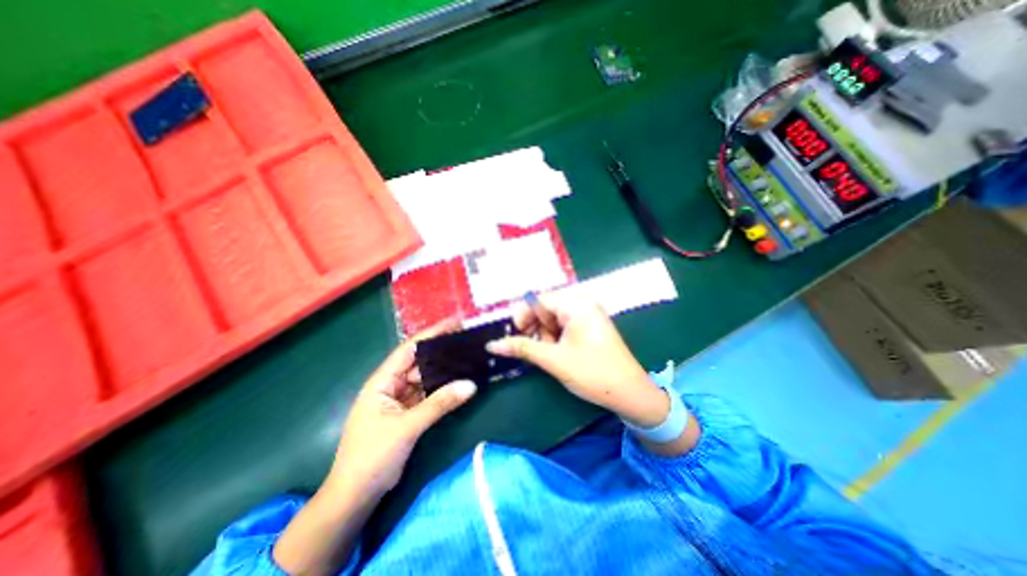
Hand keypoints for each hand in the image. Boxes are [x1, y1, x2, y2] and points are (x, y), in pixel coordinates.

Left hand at [328, 319, 478, 499]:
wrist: (355, 496)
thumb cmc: (372, 456)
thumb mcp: (407, 427)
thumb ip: (440, 404)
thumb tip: (471, 385)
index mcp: (382, 381)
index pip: (410, 349)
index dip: (432, 333)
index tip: (455, 322)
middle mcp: (391, 385)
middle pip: (420, 361)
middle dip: (442, 350)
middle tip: (467, 340)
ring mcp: (400, 399)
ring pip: (426, 378)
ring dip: (444, 370)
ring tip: (467, 357)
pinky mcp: (408, 412)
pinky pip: (428, 394)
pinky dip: (442, 388)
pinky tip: (458, 383)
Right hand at [484, 300, 670, 428]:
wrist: (630, 394)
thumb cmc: (592, 373)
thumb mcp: (553, 360)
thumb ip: (522, 348)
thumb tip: (492, 344)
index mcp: (576, 305)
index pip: (539, 300)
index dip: (523, 316)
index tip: (516, 336)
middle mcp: (583, 304)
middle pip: (546, 309)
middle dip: (536, 328)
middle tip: (534, 349)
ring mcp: (588, 315)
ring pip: (553, 319)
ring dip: (545, 336)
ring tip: (549, 355)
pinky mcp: (590, 326)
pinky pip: (564, 326)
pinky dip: (555, 338)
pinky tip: (557, 353)